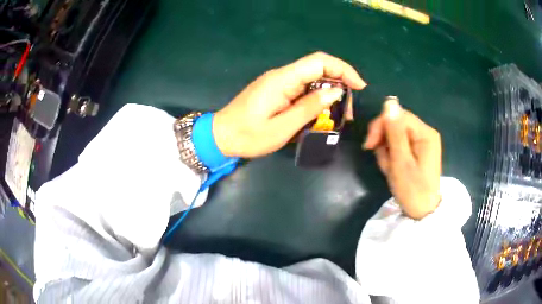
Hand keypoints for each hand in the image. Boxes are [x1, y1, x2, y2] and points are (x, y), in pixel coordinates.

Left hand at [213, 52, 366, 157]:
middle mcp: (282, 75)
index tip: (359, 86)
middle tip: (348, 112)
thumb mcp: (282, 127)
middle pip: (319, 69)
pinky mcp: (277, 91)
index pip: (319, 62)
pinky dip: (317, 99)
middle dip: (340, 85)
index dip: (343, 69)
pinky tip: (322, 114)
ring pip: (313, 79)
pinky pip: (303, 89)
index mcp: (283, 80)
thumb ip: (309, 108)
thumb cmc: (248, 136)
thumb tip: (336, 92)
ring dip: (330, 94)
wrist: (220, 136)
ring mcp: (279, 82)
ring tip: (339, 117)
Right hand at [363, 99, 441, 218]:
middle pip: (397, 123)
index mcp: (425, 133)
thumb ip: (395, 132)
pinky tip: (393, 167)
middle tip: (381, 160)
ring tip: (389, 168)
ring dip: (387, 150)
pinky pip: (400, 144)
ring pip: (396, 134)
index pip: (398, 115)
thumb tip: (389, 102)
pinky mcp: (419, 150)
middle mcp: (426, 133)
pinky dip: (392, 155)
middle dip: (384, 140)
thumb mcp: (401, 162)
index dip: (381, 126)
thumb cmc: (412, 190)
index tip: (368, 145)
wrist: (423, 212)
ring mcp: (423, 141)